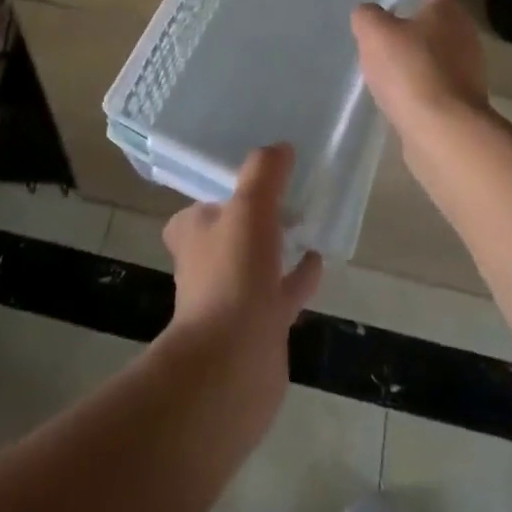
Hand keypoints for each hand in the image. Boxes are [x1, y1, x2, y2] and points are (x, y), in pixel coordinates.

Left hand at [162, 144, 321, 357]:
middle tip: (285, 196)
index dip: (222, 192)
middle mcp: (206, 264)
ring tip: (307, 222)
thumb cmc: (232, 274)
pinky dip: (298, 276)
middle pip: (230, 233)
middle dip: (253, 218)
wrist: (232, 363)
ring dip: (277, 246)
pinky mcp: (258, 326)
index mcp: (193, 233)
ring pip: (257, 262)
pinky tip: (318, 260)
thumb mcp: (249, 207)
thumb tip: (280, 147)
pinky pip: (281, 291)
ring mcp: (232, 298)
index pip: (201, 205)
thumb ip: (264, 172)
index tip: (252, 178)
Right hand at [352, 0, 489, 139]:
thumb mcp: (374, 33)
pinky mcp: (464, 103)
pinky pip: (439, 86)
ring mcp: (469, 72)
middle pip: (439, 23)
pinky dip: (423, 87)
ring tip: (390, 67)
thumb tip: (368, 14)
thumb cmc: (410, 69)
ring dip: (420, 59)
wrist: (443, 132)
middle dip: (416, 27)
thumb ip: (367, 16)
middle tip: (387, 34)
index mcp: (447, 11)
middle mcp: (465, 35)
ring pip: (440, 56)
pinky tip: (402, 96)